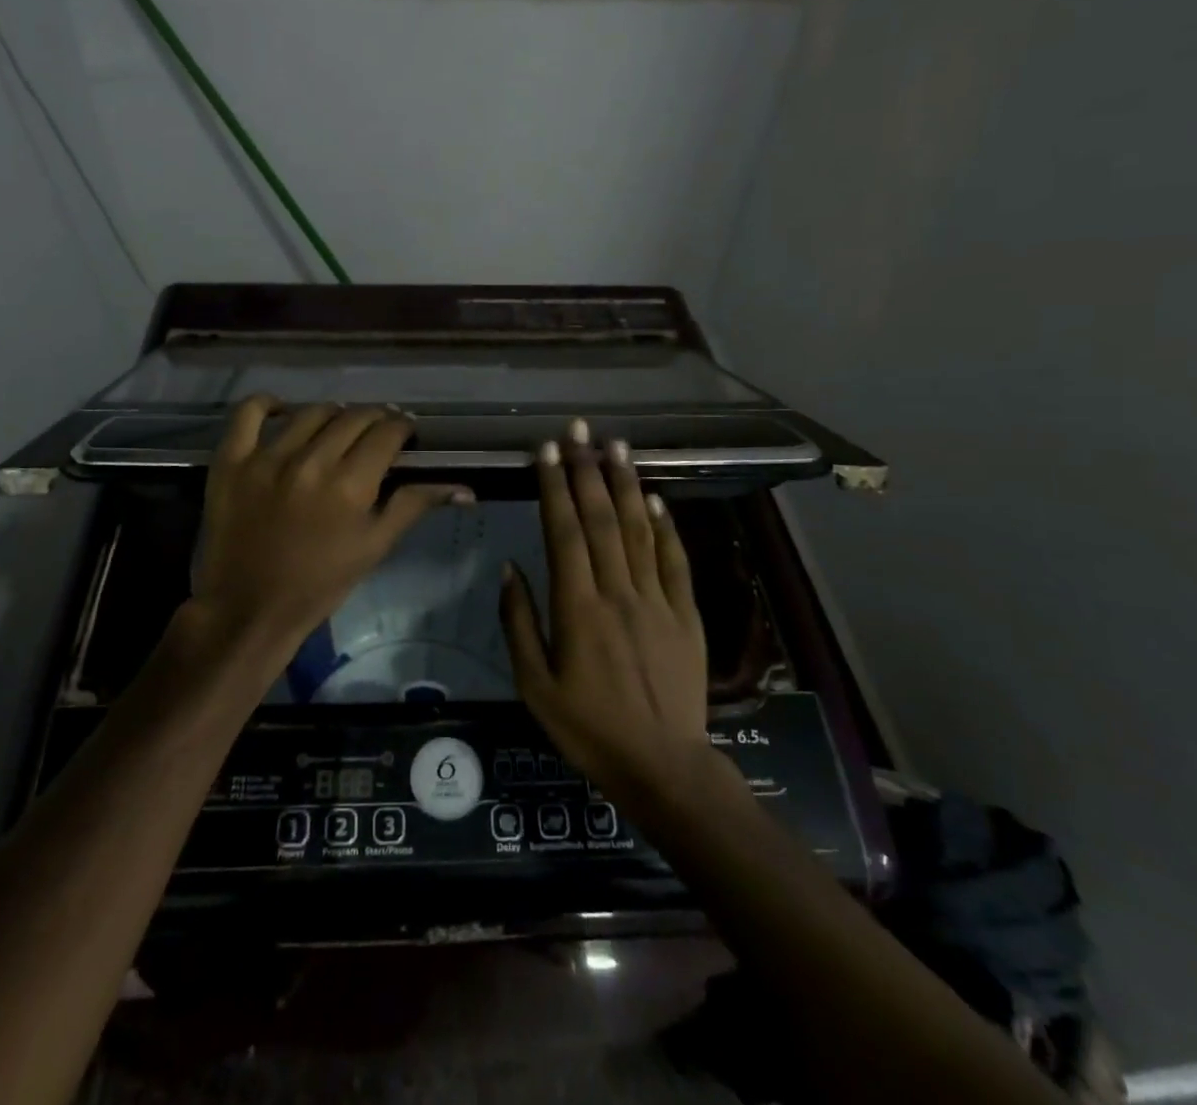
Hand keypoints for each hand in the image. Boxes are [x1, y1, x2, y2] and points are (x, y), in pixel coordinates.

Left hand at [186, 397, 472, 685]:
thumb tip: (465, 488)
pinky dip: (267, 404)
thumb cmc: (320, 583)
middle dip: (375, 418)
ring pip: (311, 412)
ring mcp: (267, 457)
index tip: (405, 433)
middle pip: (354, 417)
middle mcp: (311, 461)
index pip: (388, 432)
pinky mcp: (231, 461)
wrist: (250, 608)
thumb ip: (415, 505)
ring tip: (337, 427)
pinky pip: (248, 413)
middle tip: (377, 432)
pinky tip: (282, 411)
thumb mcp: (375, 547)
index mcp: (351, 485)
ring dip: (334, 414)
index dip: (403, 427)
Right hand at [499, 420, 711, 797]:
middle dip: (587, 469)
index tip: (547, 451)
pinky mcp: (686, 614)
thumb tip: (510, 568)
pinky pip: (675, 561)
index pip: (565, 532)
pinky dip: (665, 526)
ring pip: (640, 529)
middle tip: (579, 430)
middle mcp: (618, 592)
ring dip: (626, 484)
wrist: (663, 766)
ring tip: (616, 445)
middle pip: (603, 519)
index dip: (555, 487)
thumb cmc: (589, 729)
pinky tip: (655, 498)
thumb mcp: (535, 687)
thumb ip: (519, 623)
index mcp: (577, 608)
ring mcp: (657, 600)